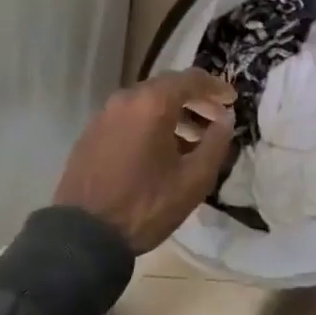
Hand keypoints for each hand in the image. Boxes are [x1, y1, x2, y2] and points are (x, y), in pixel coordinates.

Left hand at [55, 70, 237, 253]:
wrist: (83, 235)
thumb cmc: (146, 205)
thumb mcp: (194, 179)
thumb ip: (217, 143)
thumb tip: (226, 119)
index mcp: (152, 103)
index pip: (191, 79)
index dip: (216, 87)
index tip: (232, 100)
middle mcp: (126, 99)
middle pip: (167, 87)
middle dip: (195, 99)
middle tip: (216, 118)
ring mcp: (104, 115)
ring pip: (147, 102)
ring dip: (173, 113)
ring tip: (192, 139)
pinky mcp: (91, 133)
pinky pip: (129, 117)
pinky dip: (150, 123)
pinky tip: (161, 150)